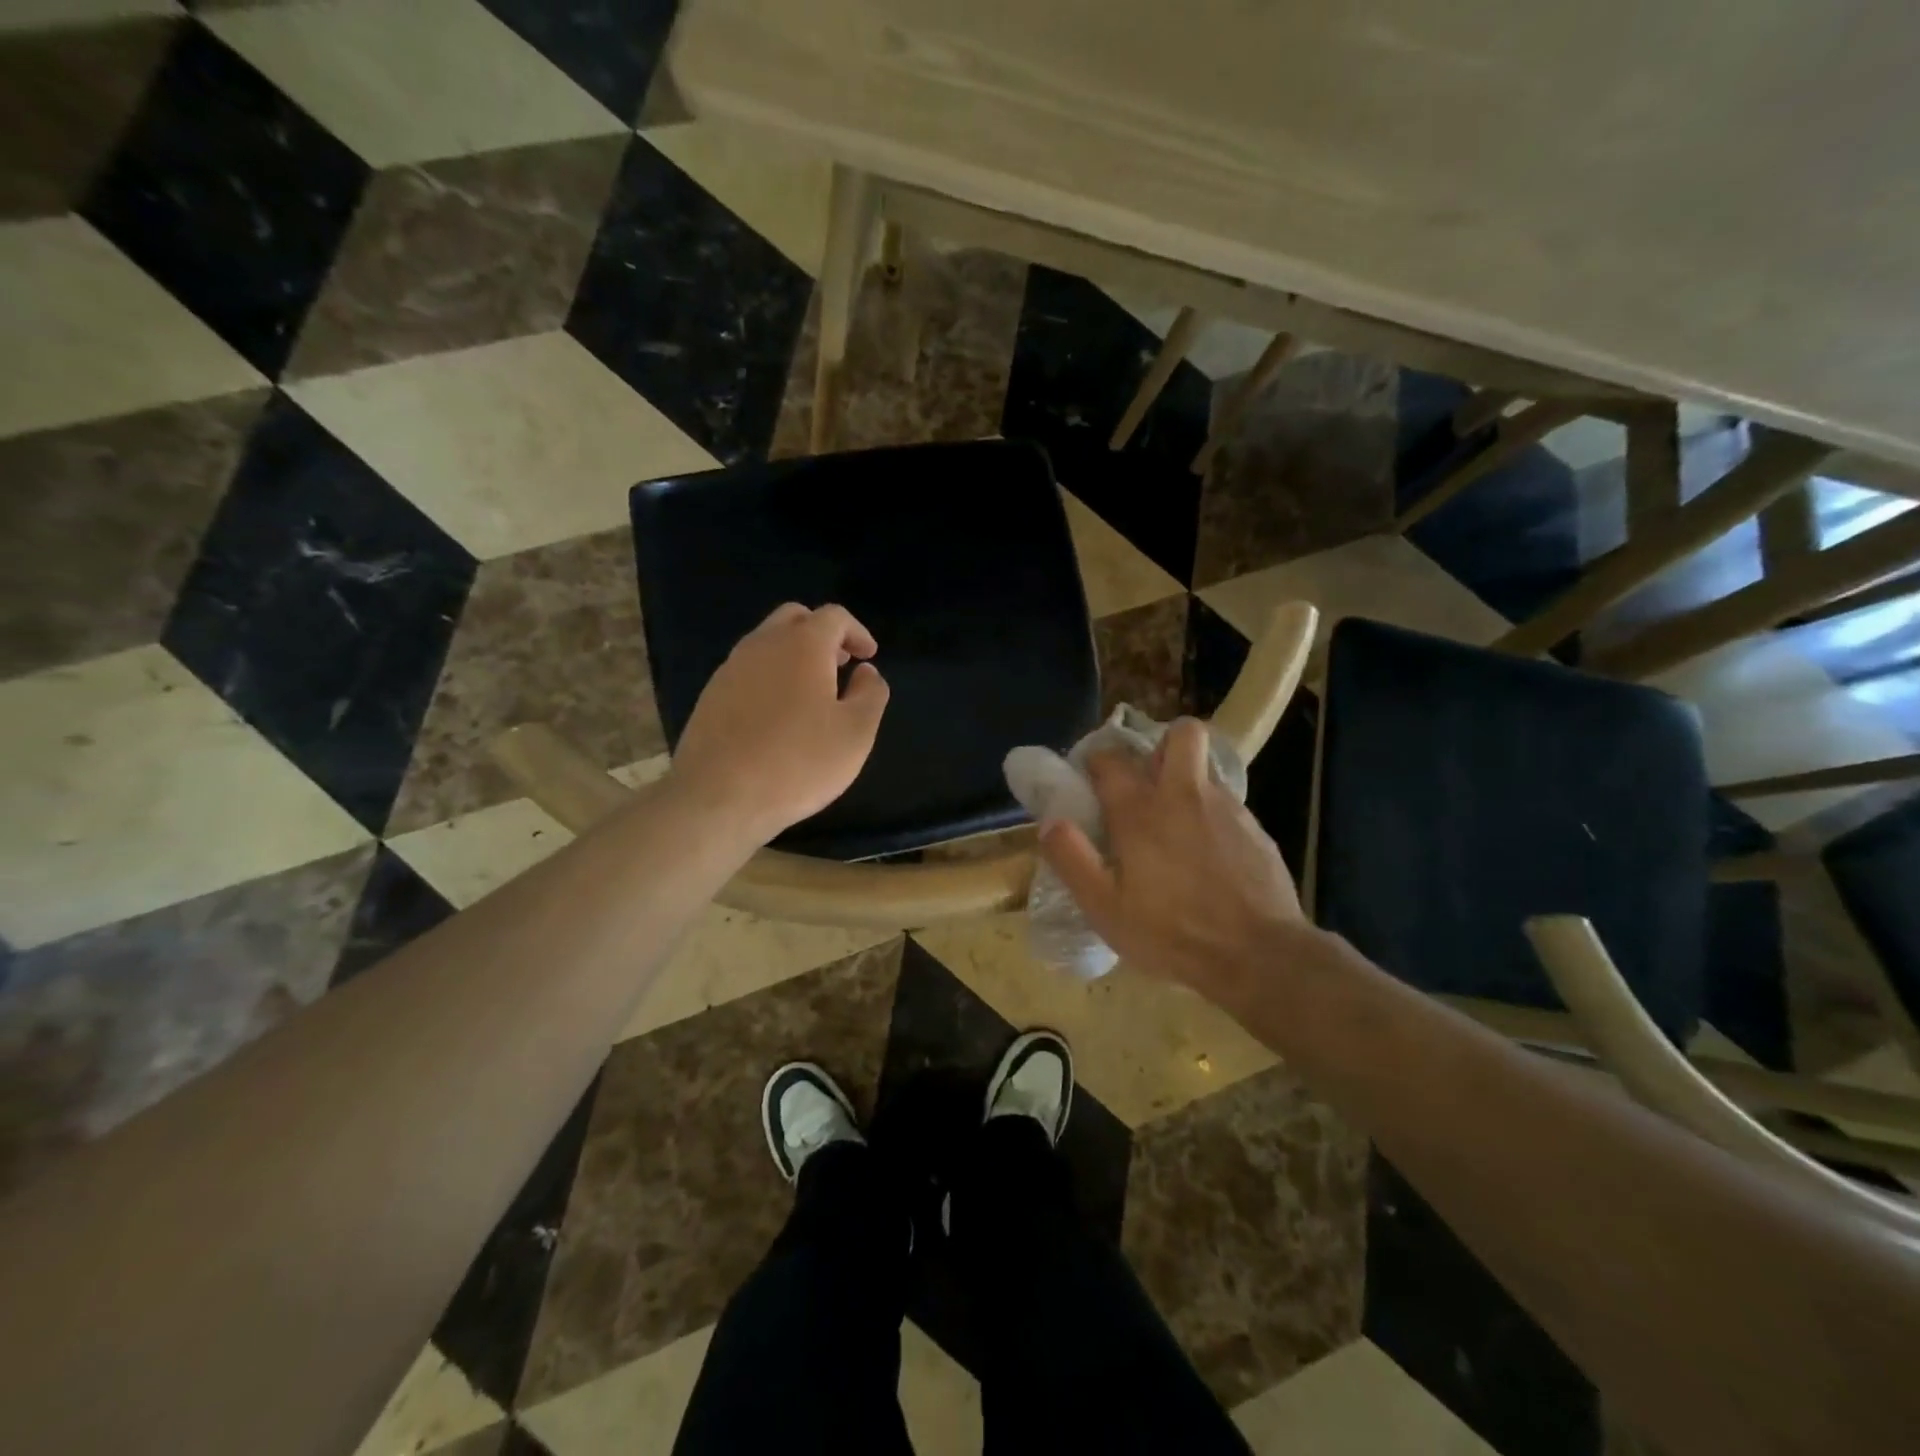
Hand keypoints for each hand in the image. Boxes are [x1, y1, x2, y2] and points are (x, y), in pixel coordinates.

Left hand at [668, 603, 889, 843]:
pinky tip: (779, 715)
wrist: (718, 797)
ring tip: (813, 692)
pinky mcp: (711, 695)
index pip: (834, 616)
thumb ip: (870, 694)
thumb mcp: (855, 733)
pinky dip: (770, 676)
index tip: (869, 657)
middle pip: (795, 618)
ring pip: (767, 642)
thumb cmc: (798, 762)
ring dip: (794, 655)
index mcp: (802, 645)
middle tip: (841, 665)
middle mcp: (763, 645)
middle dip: (822, 634)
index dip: (857, 632)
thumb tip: (866, 671)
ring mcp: (731, 668)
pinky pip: (748, 670)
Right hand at [1039, 718, 1306, 996]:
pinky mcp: (1256, 829)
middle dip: (1161, 745)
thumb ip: (1072, 859)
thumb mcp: (1105, 908)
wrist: (1259, 956)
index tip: (1090, 780)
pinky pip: (1227, 803)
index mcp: (1140, 812)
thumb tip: (1050, 821)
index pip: (1111, 759)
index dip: (1096, 761)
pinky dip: (1211, 815)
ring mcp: (1226, 808)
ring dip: (1187, 781)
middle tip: (1148, 781)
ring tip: (1176, 824)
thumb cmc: (1172, 933)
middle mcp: (1184, 796)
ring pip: (1205, 768)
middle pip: (1181, 734)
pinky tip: (1208, 855)